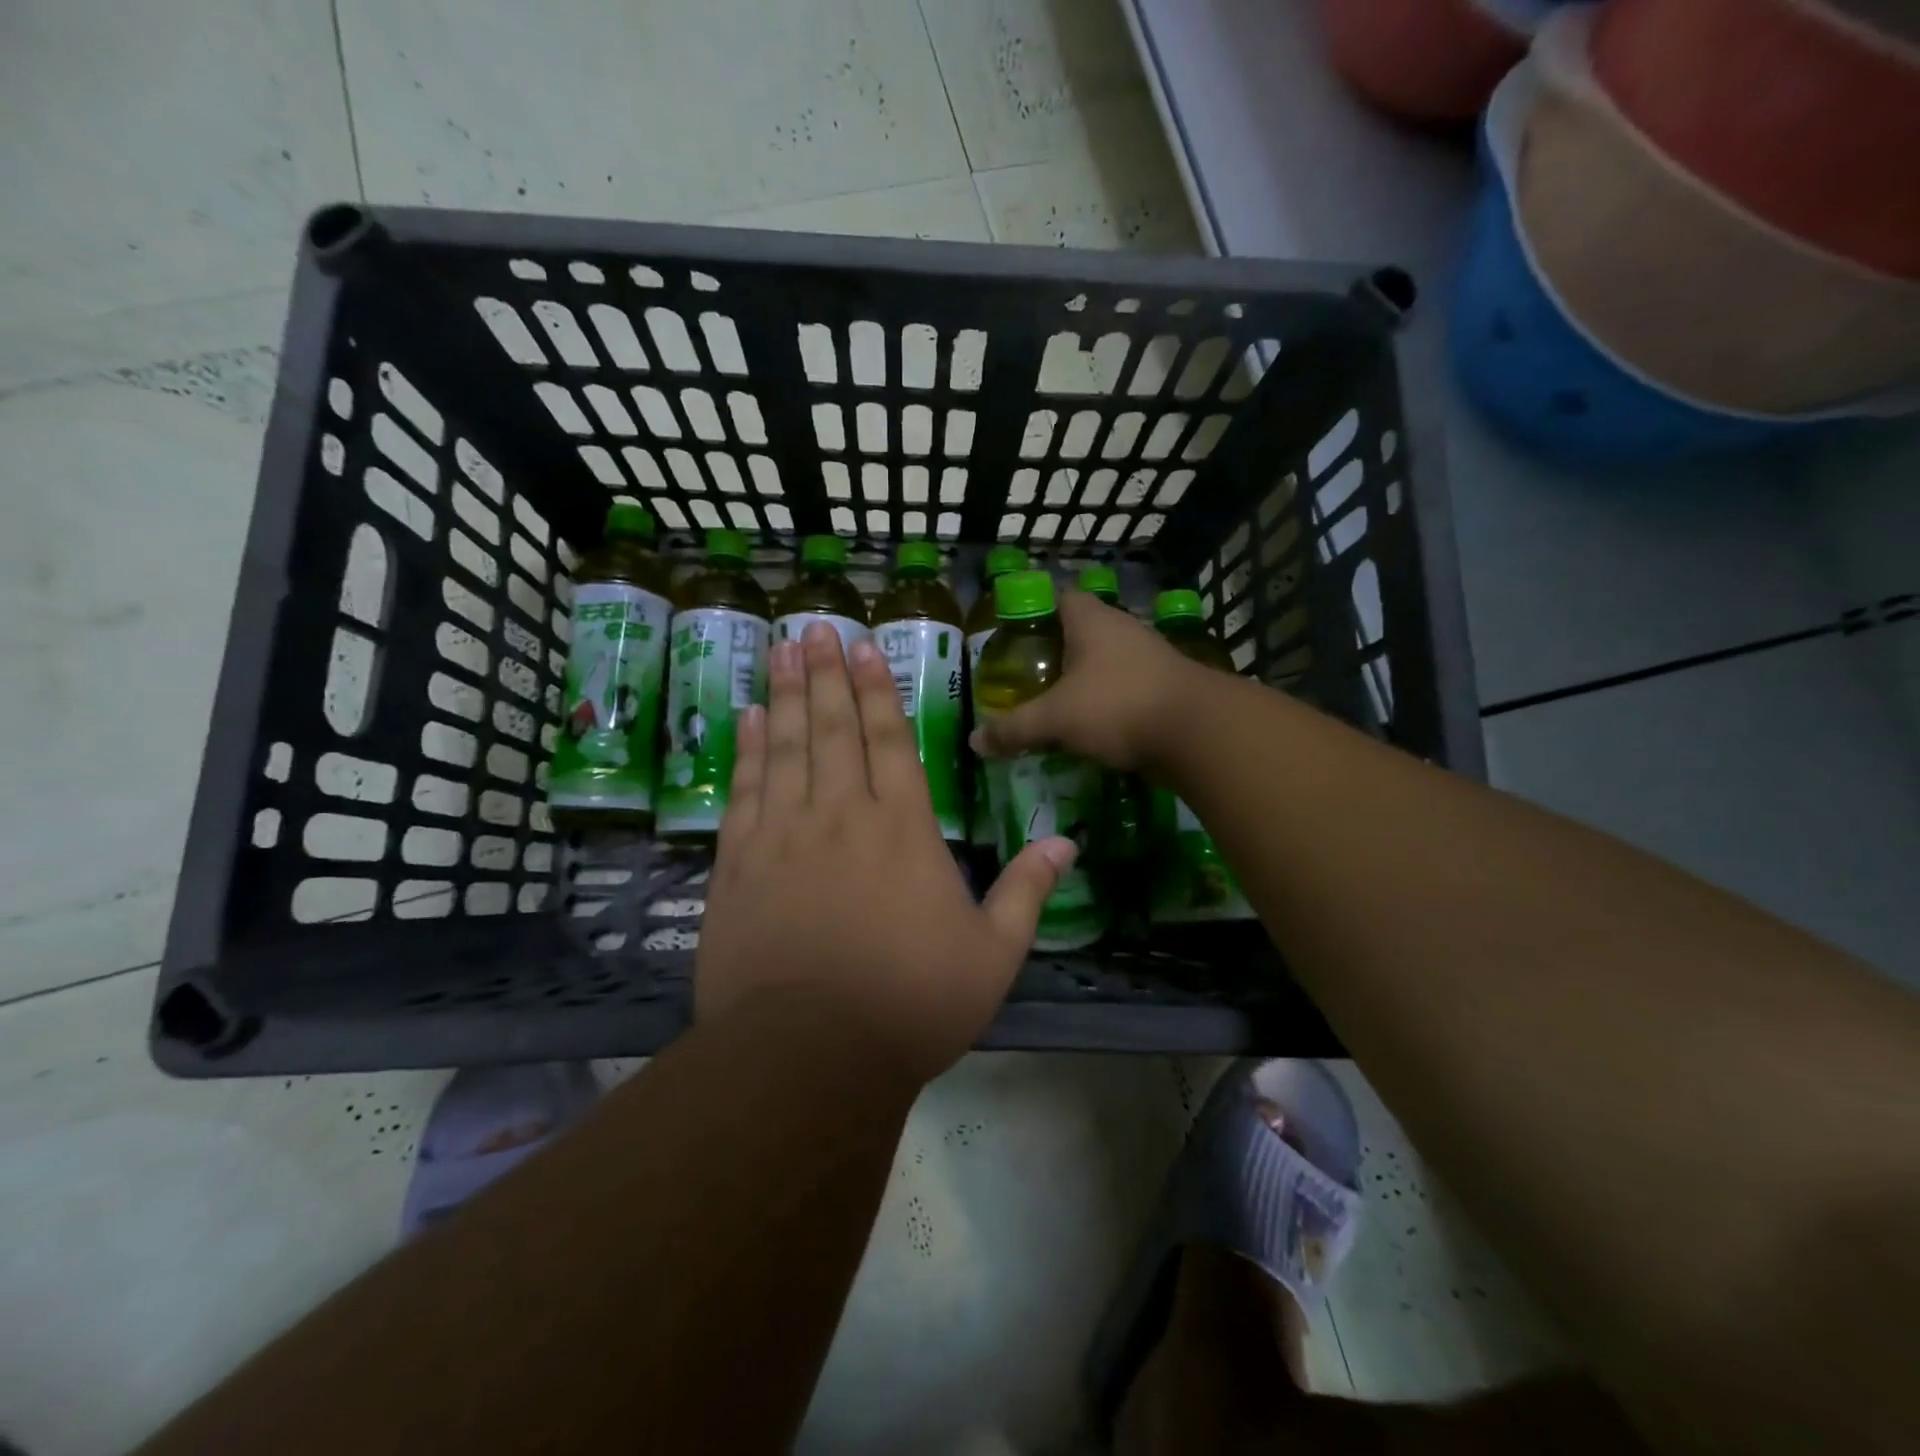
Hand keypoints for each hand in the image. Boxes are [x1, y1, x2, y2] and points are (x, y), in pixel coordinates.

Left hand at [695, 622, 1076, 1080]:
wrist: (809, 1056)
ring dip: (787, 695)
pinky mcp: (738, 864)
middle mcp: (842, 815)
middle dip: (826, 674)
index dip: (878, 690)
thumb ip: (1027, 891)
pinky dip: (748, 750)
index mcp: (904, 829)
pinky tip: (748, 718)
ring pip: (787, 747)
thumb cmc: (911, 1004)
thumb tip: (1068, 843)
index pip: (891, 740)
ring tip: (780, 651)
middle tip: (812, 628)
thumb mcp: (993, 955)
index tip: (864, 647)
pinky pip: (745, 790)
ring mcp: (784, 835)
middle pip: (834, 729)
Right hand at [970, 589, 1197, 771]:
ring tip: (1057, 705)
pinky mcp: (1167, 688)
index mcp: (1093, 621)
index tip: (1015, 636)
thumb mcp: (1056, 719)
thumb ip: (1015, 728)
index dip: (1036, 611)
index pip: (1061, 597)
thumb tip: (975, 741)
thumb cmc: (1118, 706)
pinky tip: (1093, 727)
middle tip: (1029, 677)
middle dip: (1057, 652)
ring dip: (1085, 680)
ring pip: (1107, 662)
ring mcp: (1151, 658)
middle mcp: (1124, 630)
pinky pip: (1127, 689)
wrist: (1198, 733)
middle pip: (1083, 631)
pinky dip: (1109, 703)